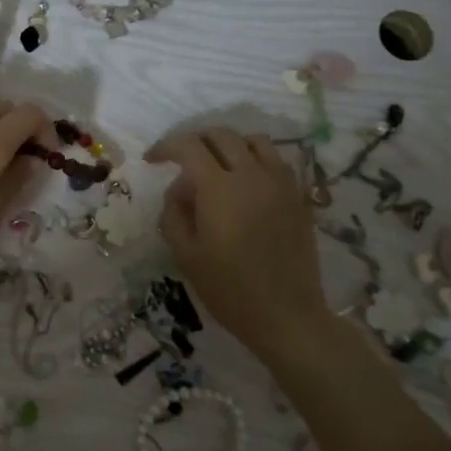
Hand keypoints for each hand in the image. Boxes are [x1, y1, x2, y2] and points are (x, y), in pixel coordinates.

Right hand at [146, 127, 332, 357]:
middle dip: (195, 141)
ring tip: (217, 166)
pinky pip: (276, 161)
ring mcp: (280, 183)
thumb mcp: (185, 253)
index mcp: (219, 187)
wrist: (286, 315)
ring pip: (254, 141)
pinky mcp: (298, 197)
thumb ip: (174, 212)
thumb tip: (179, 189)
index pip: (188, 146)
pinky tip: (246, 184)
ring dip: (229, 145)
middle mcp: (252, 175)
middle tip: (181, 162)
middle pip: (221, 135)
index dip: (166, 147)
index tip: (152, 160)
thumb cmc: (228, 288)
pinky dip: (255, 160)